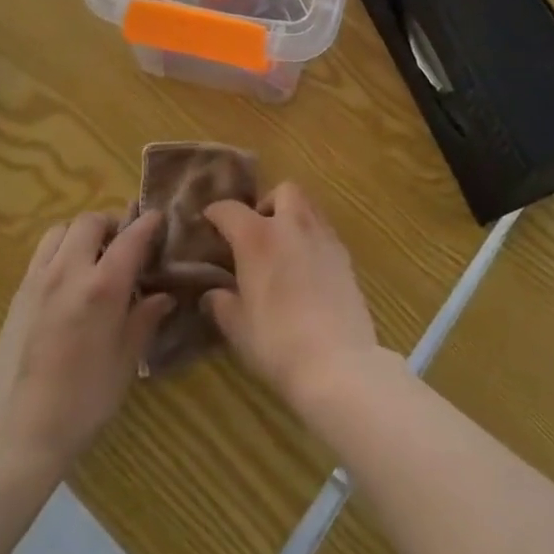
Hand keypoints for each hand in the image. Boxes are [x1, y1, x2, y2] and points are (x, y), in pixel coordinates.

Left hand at [0, 210, 174, 473]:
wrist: (15, 435)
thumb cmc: (81, 403)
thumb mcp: (125, 362)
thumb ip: (144, 320)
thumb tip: (163, 296)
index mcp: (102, 286)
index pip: (132, 237)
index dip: (149, 224)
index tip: (160, 220)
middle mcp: (69, 271)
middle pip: (90, 222)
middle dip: (112, 224)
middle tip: (126, 245)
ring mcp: (38, 280)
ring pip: (61, 230)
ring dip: (82, 233)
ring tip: (94, 257)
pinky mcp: (18, 294)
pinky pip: (42, 253)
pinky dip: (60, 250)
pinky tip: (69, 280)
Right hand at [201, 184, 381, 410]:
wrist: (338, 362)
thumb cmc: (277, 343)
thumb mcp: (237, 327)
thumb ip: (221, 303)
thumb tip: (213, 294)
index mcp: (257, 237)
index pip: (230, 210)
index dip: (215, 213)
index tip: (208, 221)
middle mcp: (292, 226)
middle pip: (283, 191)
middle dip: (267, 203)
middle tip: (257, 232)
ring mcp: (323, 237)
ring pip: (308, 207)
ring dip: (293, 217)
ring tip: (283, 248)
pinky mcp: (345, 256)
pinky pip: (324, 231)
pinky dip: (311, 238)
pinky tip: (306, 268)